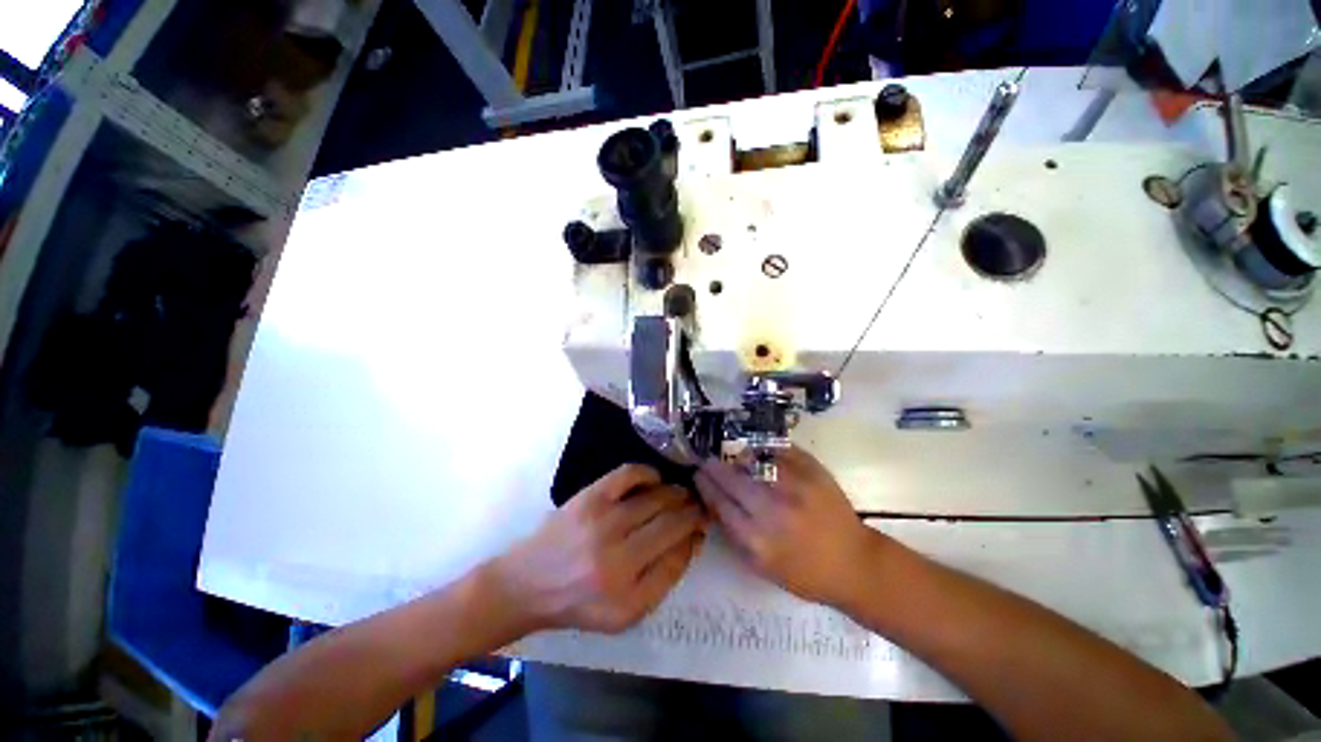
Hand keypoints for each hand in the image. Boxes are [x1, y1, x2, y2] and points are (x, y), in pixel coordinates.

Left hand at [491, 464, 704, 633]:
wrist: (530, 582)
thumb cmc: (581, 602)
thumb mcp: (626, 613)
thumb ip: (664, 579)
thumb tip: (691, 539)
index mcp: (626, 591)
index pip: (677, 553)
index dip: (695, 535)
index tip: (701, 526)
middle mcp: (615, 554)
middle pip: (671, 521)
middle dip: (691, 511)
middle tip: (697, 507)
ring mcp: (601, 520)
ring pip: (656, 497)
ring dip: (675, 493)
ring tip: (680, 495)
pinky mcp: (589, 496)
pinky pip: (629, 474)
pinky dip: (649, 474)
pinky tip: (655, 481)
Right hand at [695, 448, 877, 608]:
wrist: (855, 563)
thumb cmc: (804, 573)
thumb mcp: (761, 566)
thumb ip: (734, 533)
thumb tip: (714, 499)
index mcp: (757, 540)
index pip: (719, 502)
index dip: (705, 484)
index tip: (698, 474)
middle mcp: (773, 510)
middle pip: (732, 478)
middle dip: (714, 467)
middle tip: (708, 461)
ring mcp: (794, 486)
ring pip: (753, 459)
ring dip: (738, 457)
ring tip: (734, 459)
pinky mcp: (813, 471)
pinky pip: (778, 450)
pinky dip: (765, 450)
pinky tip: (760, 454)